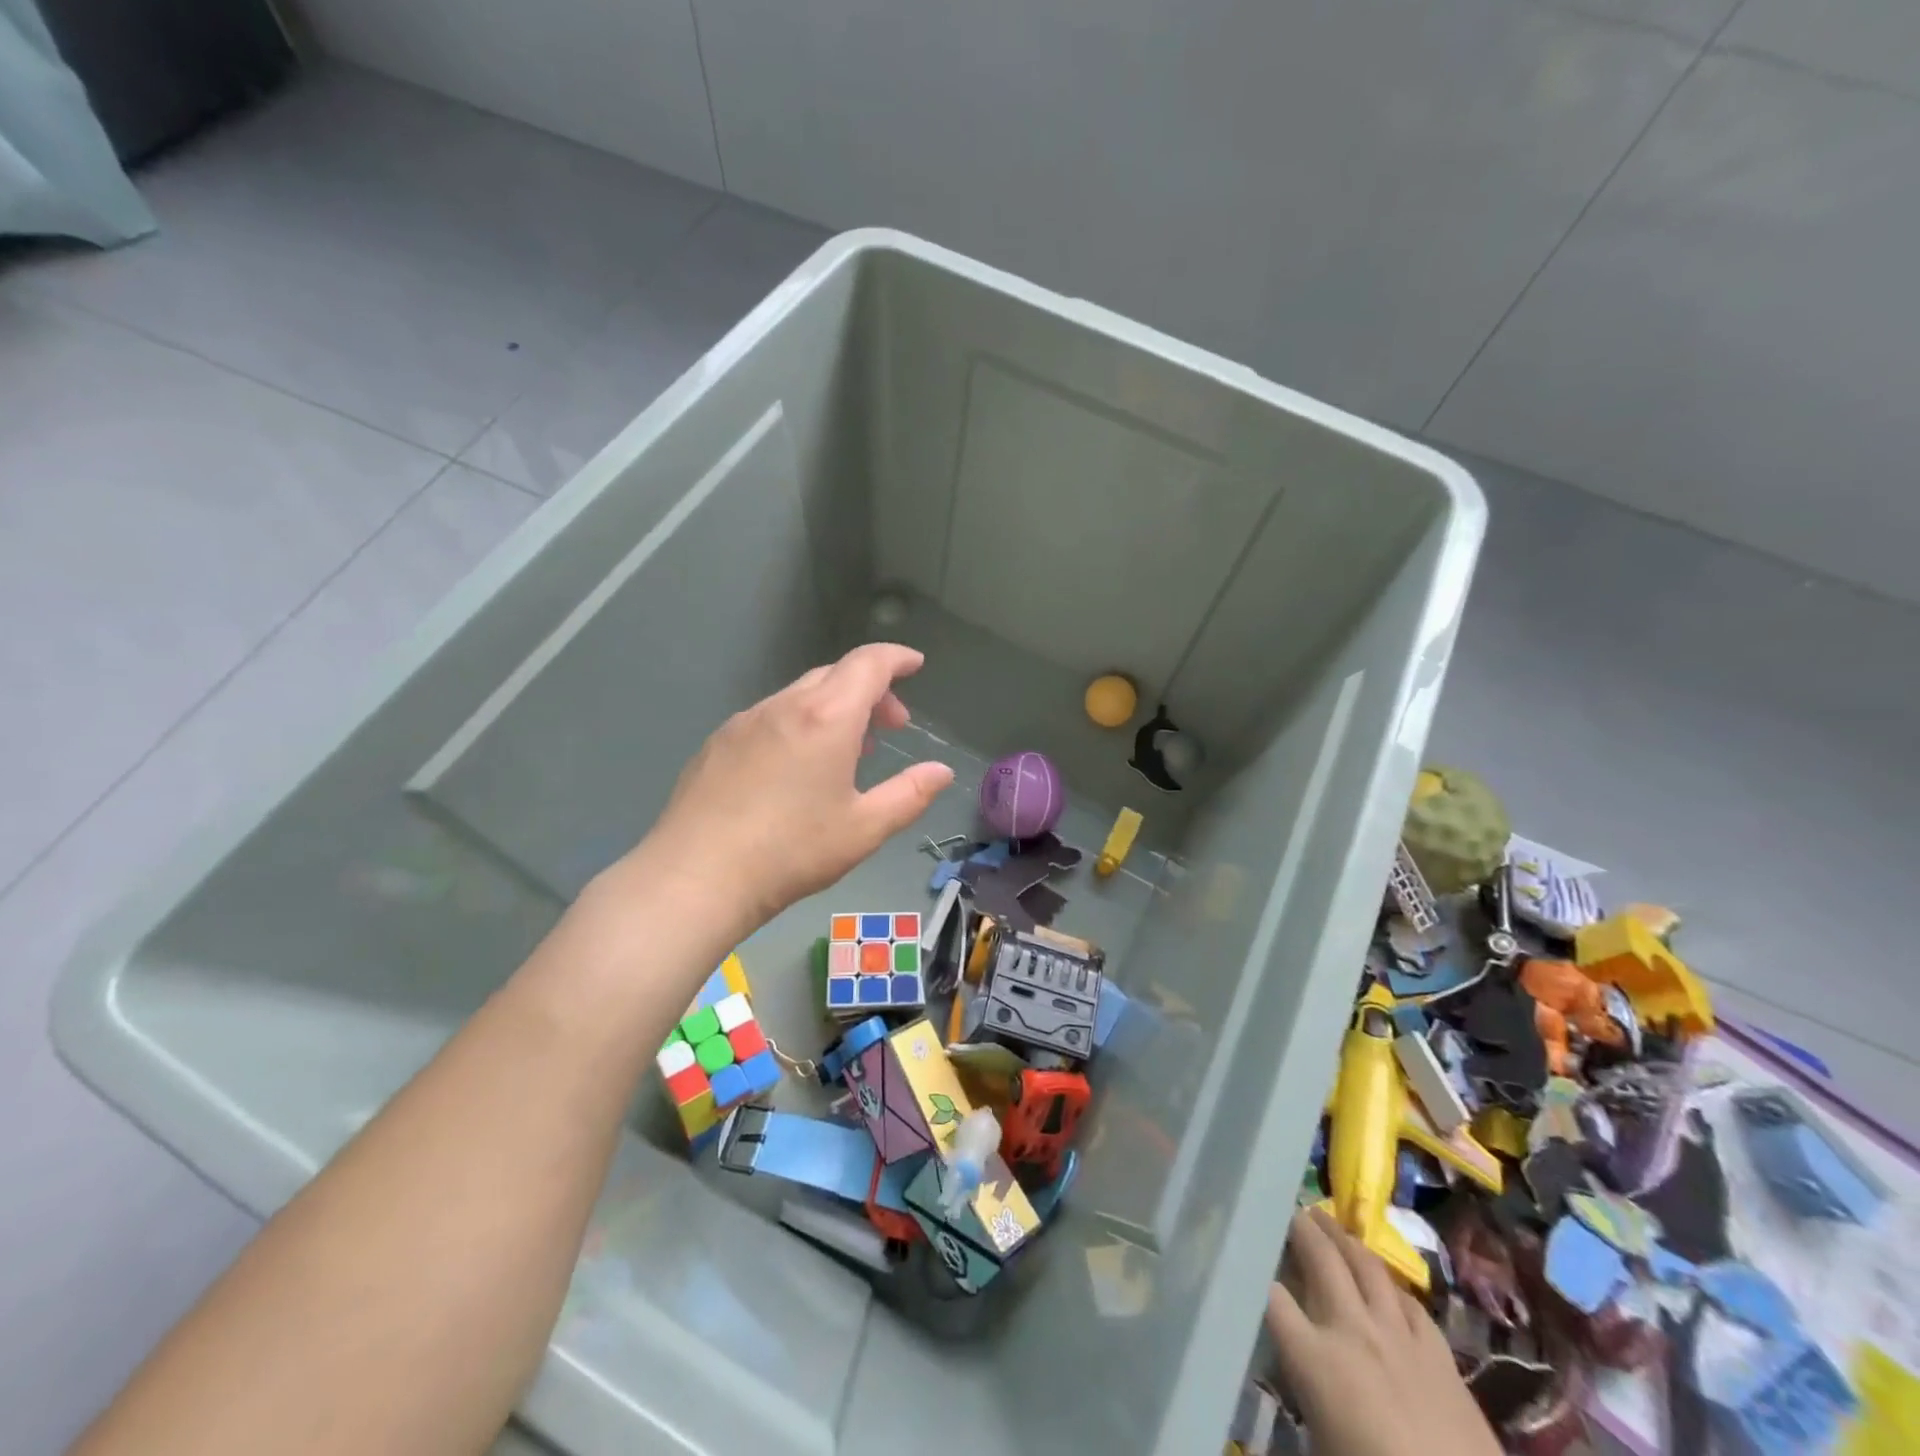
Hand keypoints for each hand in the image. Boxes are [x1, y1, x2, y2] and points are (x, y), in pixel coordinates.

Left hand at [622, 643, 954, 941]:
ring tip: (847, 751)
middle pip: (835, 675)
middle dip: (871, 690)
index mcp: (826, 718)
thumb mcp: (864, 829)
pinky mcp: (717, 743)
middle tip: (891, 727)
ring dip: (834, 709)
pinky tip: (795, 768)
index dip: (896, 658)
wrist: (696, 877)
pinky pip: (770, 717)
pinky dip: (799, 724)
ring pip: (800, 695)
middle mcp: (783, 706)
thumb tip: (941, 771)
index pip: (868, 664)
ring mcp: (744, 722)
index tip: (915, 665)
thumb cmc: (792, 851)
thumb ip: (910, 794)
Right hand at [1266, 1209, 1499, 1455]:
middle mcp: (1352, 1331)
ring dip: (1343, 1238)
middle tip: (1289, 1209)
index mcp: (1315, 1359)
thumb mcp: (1320, 1440)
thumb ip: (1301, 1389)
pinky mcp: (1440, 1354)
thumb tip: (1289, 1364)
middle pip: (1320, 1258)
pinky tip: (1385, 1282)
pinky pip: (1409, 1302)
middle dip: (1300, 1227)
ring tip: (1328, 1221)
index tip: (1247, 1253)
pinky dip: (1390, 1285)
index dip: (1255, 1271)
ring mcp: (1399, 1336)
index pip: (1270, 1296)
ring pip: (1367, 1265)